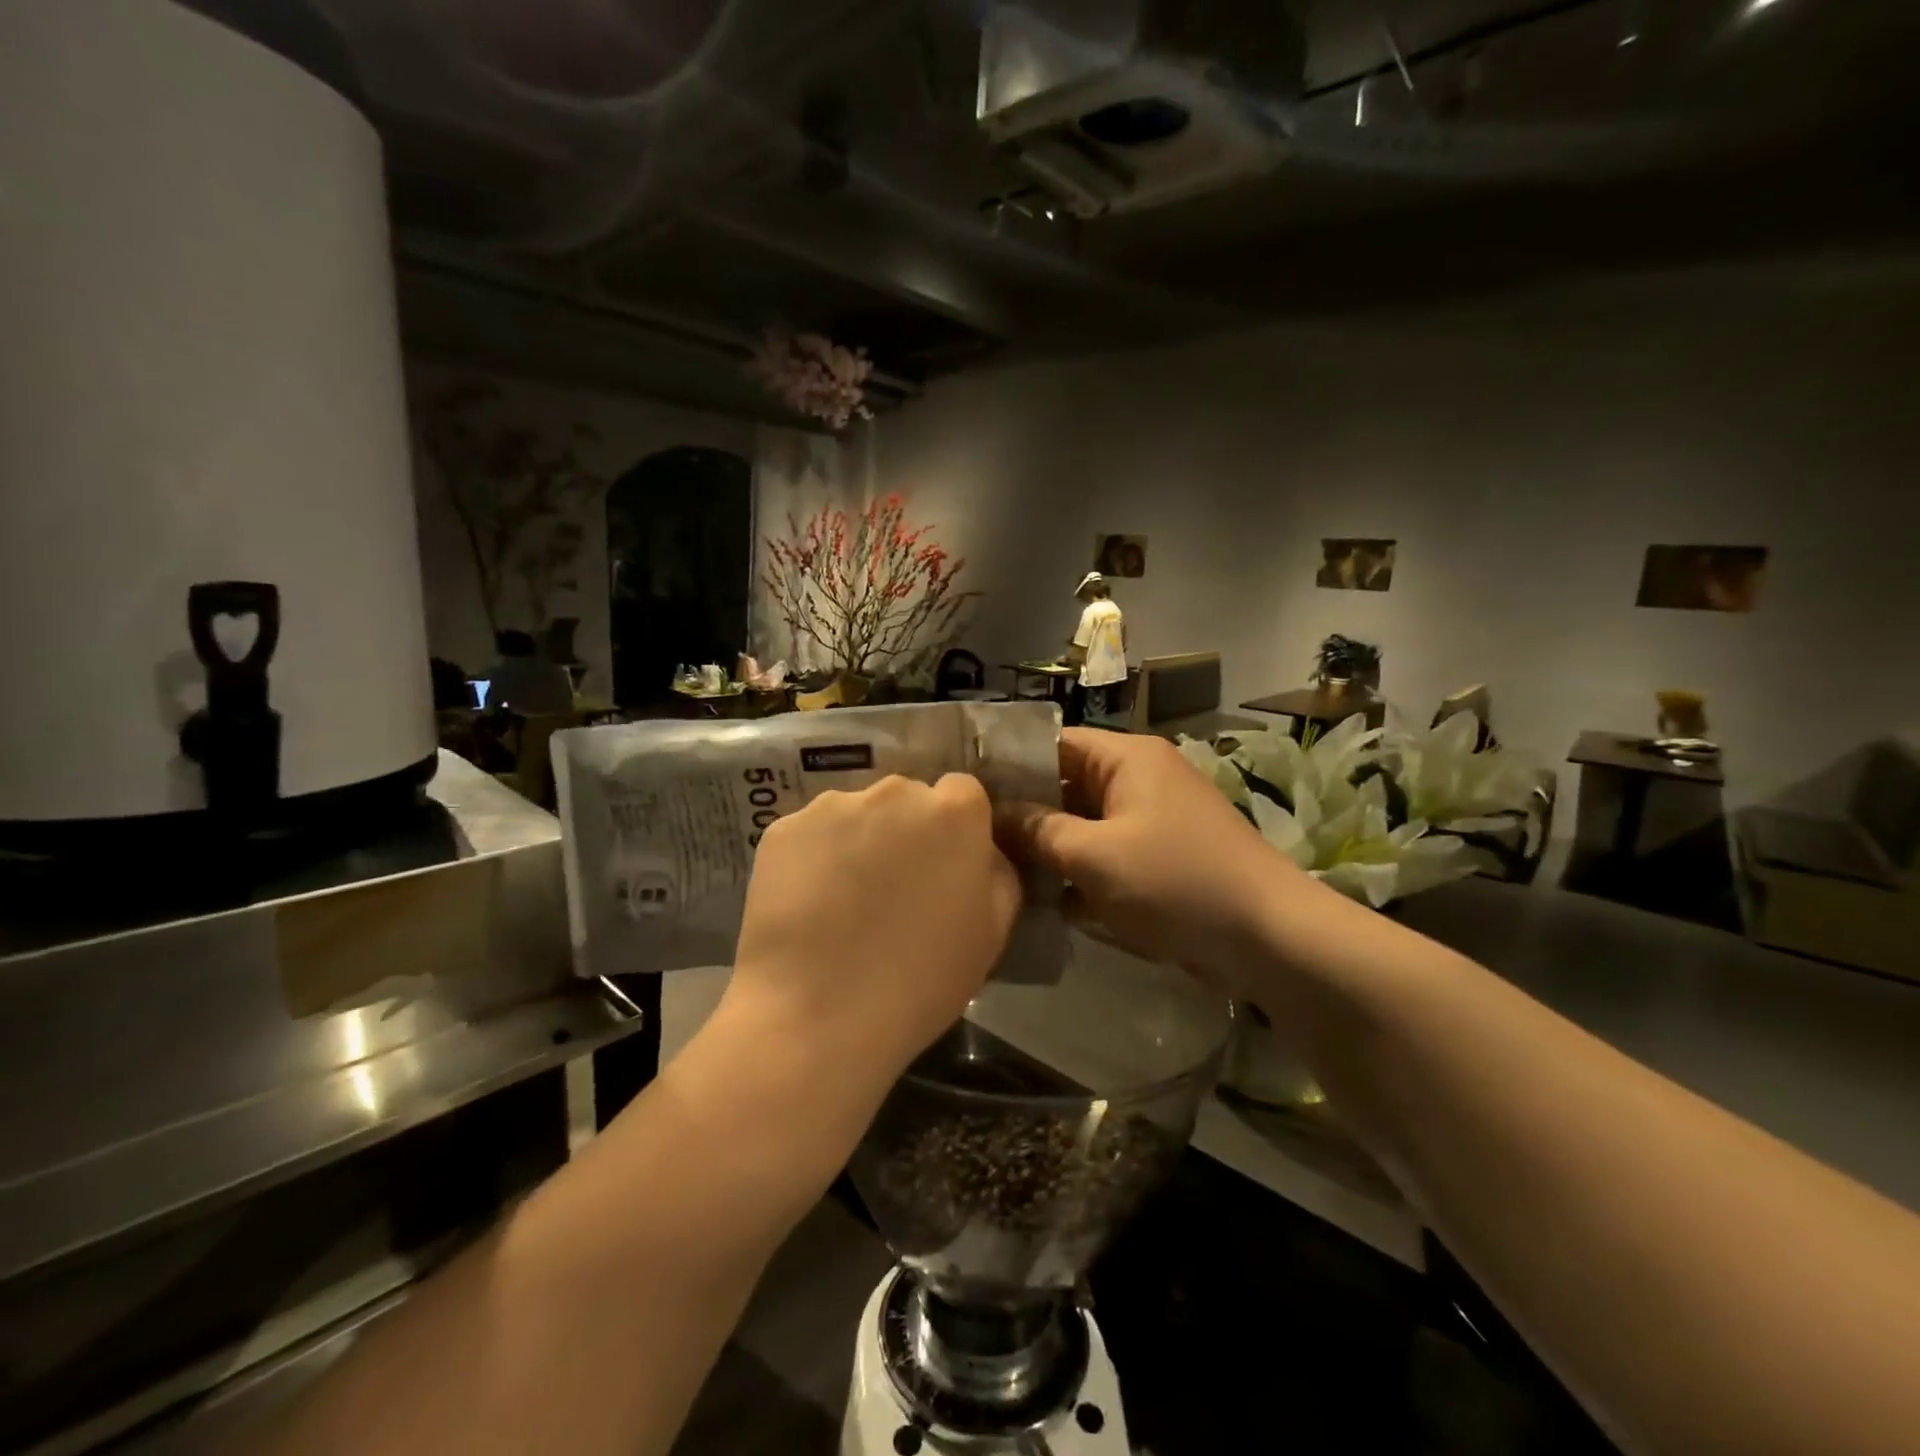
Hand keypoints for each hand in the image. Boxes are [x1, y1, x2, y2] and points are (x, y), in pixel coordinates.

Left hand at [726, 774, 1022, 1087]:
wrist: (817, 1016)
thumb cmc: (920, 981)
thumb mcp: (991, 932)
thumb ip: (997, 874)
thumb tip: (983, 852)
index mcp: (953, 812)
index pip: (963, 793)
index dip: (956, 829)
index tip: (946, 866)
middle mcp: (894, 792)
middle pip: (907, 798)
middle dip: (907, 829)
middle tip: (894, 886)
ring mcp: (833, 805)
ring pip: (856, 813)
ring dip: (859, 840)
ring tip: (845, 901)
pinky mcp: (783, 827)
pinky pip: (812, 834)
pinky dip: (814, 857)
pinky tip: (809, 905)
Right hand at [999, 730, 1301, 986]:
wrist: (1270, 938)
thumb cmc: (1176, 882)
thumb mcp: (1094, 856)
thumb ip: (1038, 831)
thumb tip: (992, 815)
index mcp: (1126, 758)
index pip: (1052, 743)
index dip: (1008, 764)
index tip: (965, 792)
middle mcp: (1139, 778)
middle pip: (1065, 784)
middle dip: (1023, 813)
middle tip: (971, 839)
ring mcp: (1151, 819)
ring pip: (1083, 823)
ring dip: (1048, 847)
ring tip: (994, 871)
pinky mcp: (1160, 857)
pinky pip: (1105, 853)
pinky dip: (1078, 871)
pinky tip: (1040, 900)